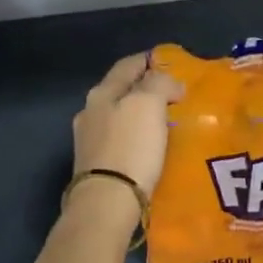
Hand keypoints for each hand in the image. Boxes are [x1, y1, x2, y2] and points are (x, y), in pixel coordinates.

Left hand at [72, 53, 180, 199]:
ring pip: (119, 117)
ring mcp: (89, 141)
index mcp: (102, 93)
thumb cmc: (130, 148)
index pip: (127, 66)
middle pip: (120, 91)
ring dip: (140, 115)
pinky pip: (120, 141)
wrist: (107, 202)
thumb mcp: (148, 103)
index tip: (170, 62)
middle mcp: (90, 112)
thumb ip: (159, 83)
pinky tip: (149, 147)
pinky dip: (135, 137)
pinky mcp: (95, 166)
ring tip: (164, 122)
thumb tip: (170, 84)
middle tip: (172, 94)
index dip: (148, 60)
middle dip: (145, 89)